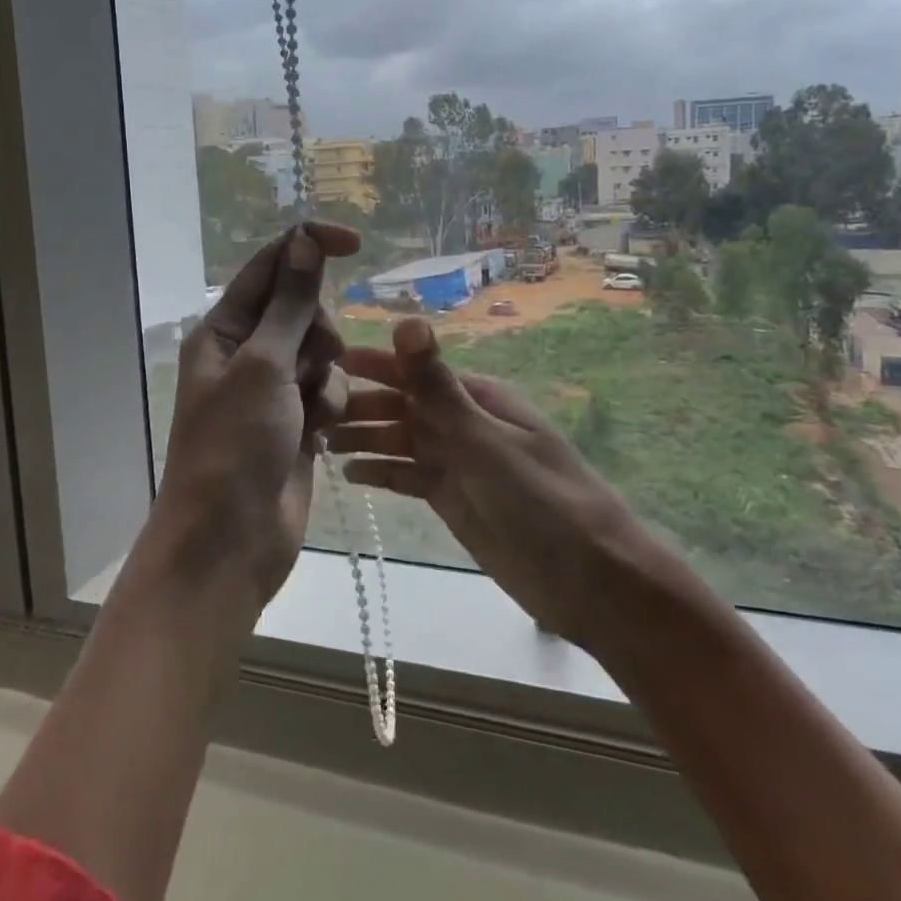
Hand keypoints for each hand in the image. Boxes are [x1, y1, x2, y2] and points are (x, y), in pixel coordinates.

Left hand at [144, 223, 359, 606]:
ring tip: (310, 411)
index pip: (270, 267)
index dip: (309, 246)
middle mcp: (246, 353)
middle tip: (309, 364)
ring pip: (322, 353)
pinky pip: (327, 391)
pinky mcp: (296, 421)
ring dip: (325, 376)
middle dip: (317, 331)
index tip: (356, 243)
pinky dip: (329, 406)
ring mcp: (272, 390)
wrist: (231, 541)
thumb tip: (303, 241)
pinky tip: (317, 436)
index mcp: (224, 330)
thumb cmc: (235, 446)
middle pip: (302, 310)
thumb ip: (290, 304)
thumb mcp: (263, 366)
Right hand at [333, 317, 640, 648]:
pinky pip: (409, 476)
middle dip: (360, 405)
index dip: (371, 364)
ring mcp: (458, 461)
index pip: (414, 371)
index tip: (325, 360)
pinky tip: (351, 475)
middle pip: (402, 405)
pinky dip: (382, 472)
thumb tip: (407, 320)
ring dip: (365, 437)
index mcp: (476, 397)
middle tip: (310, 412)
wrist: (590, 580)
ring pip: (401, 440)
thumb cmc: (541, 500)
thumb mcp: (484, 440)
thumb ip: (438, 386)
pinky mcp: (453, 497)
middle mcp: (463, 422)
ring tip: (321, 442)